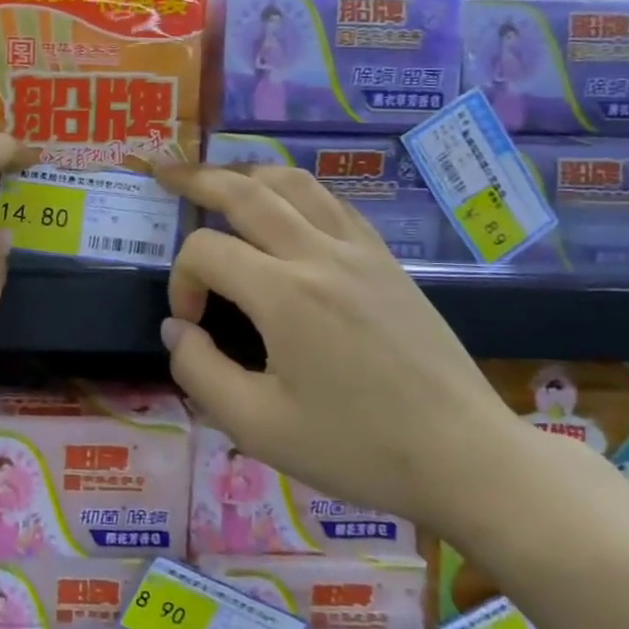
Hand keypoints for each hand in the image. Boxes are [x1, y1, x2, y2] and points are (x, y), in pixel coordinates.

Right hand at [152, 163, 526, 530]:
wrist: (465, 457)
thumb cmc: (358, 448)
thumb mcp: (258, 426)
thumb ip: (199, 371)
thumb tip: (177, 328)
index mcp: (284, 294)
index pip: (206, 252)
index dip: (181, 281)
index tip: (190, 323)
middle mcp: (319, 254)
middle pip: (245, 191)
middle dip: (196, 179)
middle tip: (163, 172)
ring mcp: (359, 250)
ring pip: (293, 182)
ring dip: (247, 172)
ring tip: (218, 176)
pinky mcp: (386, 259)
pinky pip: (332, 202)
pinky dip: (295, 189)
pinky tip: (285, 204)